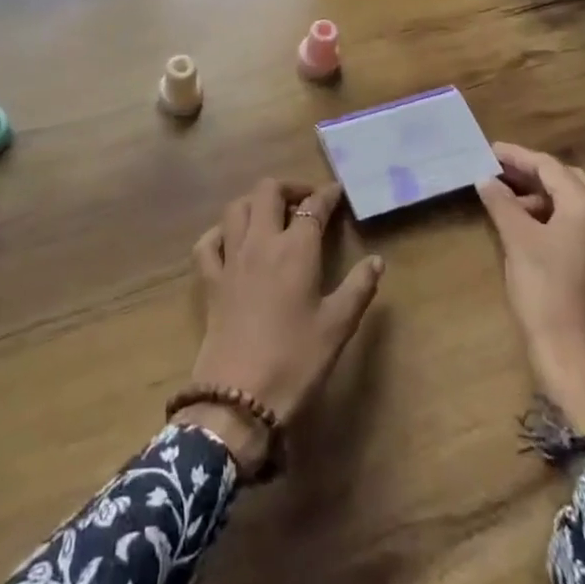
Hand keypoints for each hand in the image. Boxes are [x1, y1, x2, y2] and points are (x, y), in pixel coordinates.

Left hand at [179, 180, 383, 472]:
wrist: (239, 396)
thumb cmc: (296, 360)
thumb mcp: (338, 326)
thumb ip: (359, 288)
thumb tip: (377, 260)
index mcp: (296, 250)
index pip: (313, 207)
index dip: (327, 195)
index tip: (337, 193)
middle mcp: (260, 243)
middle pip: (267, 191)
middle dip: (288, 187)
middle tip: (305, 202)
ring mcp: (230, 259)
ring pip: (236, 208)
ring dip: (255, 202)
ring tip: (272, 215)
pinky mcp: (209, 281)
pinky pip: (208, 242)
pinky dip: (219, 232)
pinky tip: (231, 240)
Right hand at [475, 143, 584, 433]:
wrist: (573, 354)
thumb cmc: (544, 288)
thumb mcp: (517, 240)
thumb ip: (501, 203)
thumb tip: (485, 180)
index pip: (550, 167)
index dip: (517, 157)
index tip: (488, 150)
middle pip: (567, 181)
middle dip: (531, 174)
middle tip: (496, 170)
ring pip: (573, 204)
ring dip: (540, 197)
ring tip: (505, 199)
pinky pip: (578, 225)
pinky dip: (551, 217)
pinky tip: (525, 225)